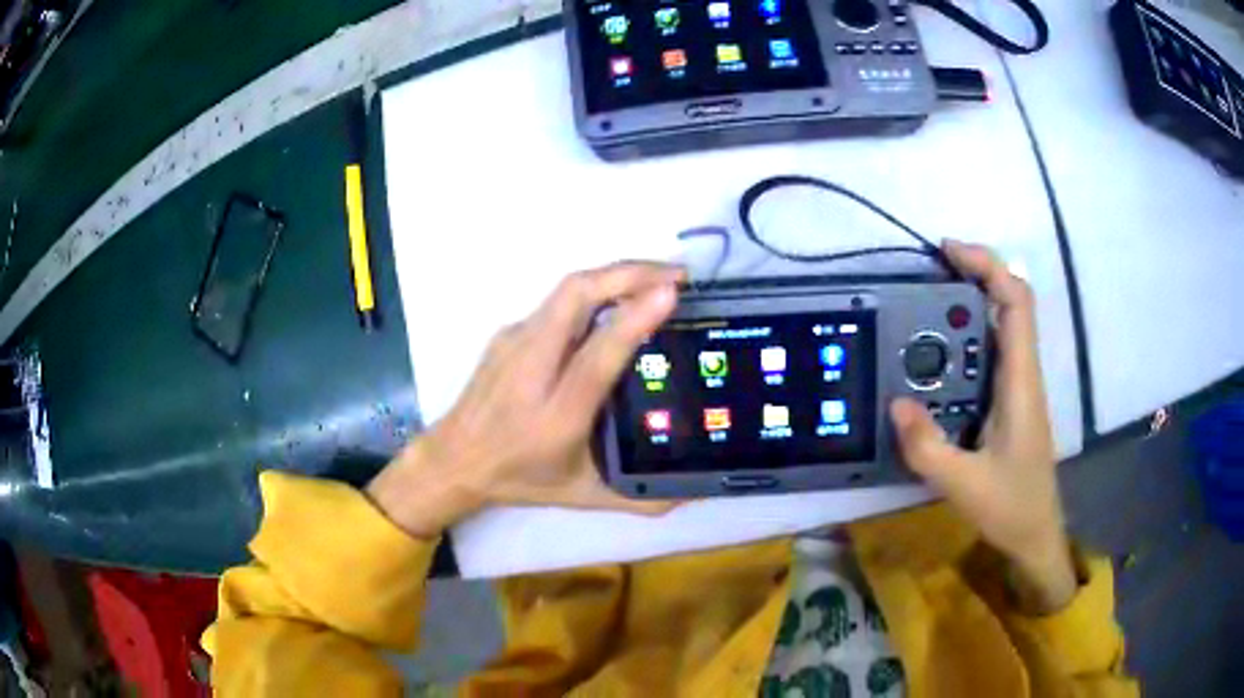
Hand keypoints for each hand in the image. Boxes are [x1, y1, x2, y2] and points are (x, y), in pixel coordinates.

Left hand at [367, 262, 684, 537]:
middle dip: (629, 273)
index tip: (670, 293)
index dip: (633, 320)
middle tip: (677, 274)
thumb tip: (696, 493)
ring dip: (615, 275)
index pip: (597, 356)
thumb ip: (642, 498)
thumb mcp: (585, 495)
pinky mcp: (508, 332)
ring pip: (567, 290)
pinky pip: (557, 301)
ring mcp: (515, 343)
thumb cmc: (520, 478)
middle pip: (575, 297)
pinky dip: (595, 290)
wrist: (454, 459)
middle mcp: (531, 368)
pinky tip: (619, 300)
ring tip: (656, 278)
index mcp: (556, 414)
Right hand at [889, 240, 1075, 612]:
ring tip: (923, 306)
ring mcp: (1017, 386)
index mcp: (1021, 382)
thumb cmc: (1012, 507)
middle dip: (974, 274)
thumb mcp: (964, 485)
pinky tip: (936, 356)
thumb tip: (895, 403)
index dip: (988, 265)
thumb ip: (929, 448)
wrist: (1037, 534)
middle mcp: (1022, 373)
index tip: (949, 252)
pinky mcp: (1009, 401)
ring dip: (968, 305)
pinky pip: (990, 354)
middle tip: (927, 274)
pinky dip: (965, 339)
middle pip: (1010, 302)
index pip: (1016, 302)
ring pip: (1000, 326)